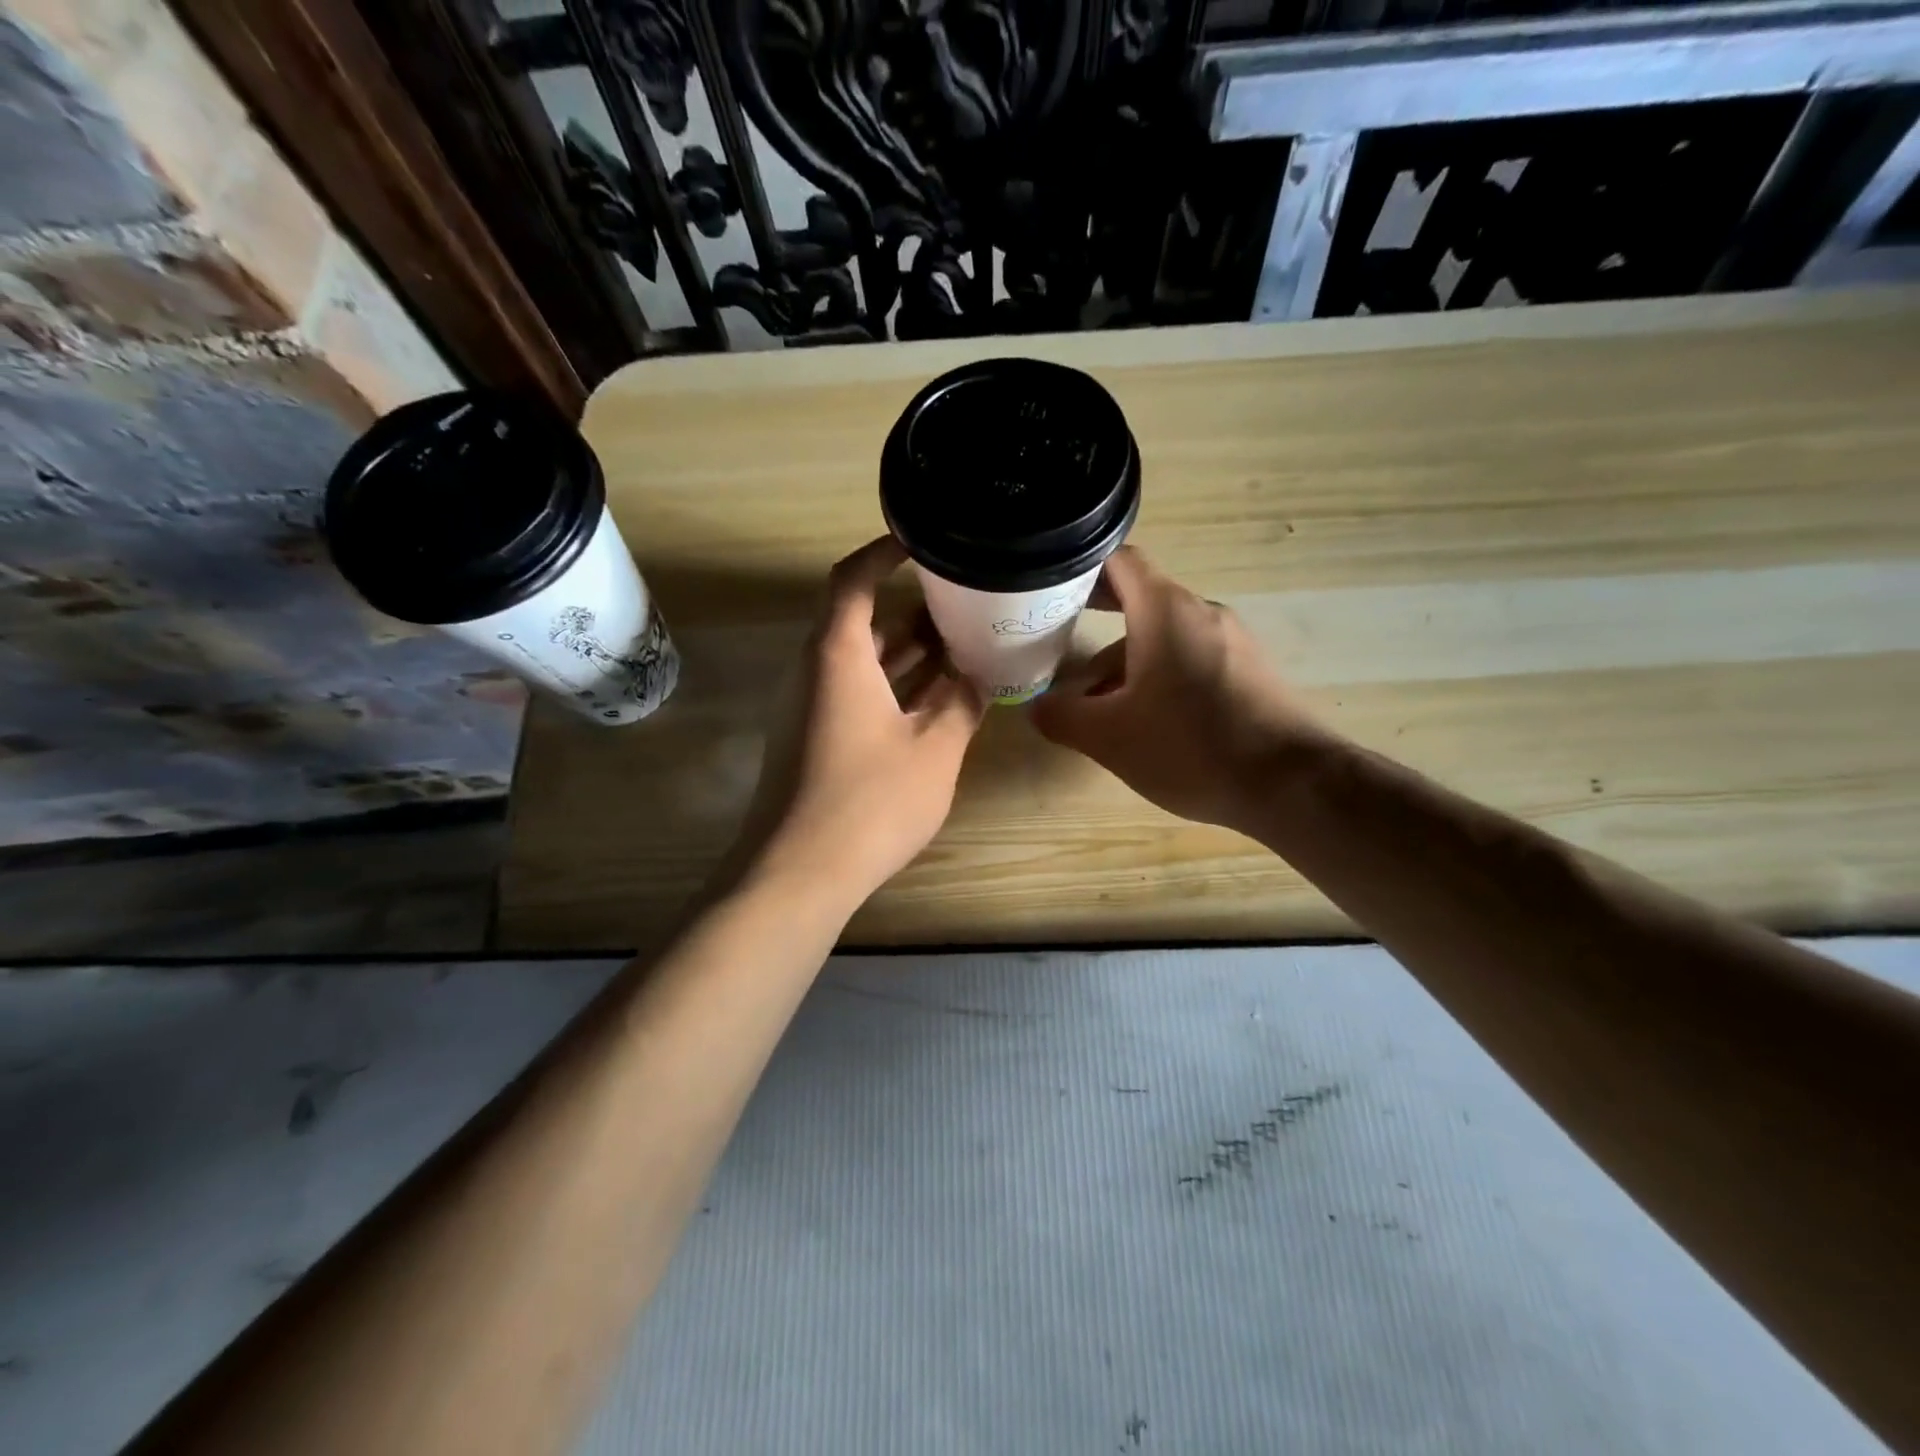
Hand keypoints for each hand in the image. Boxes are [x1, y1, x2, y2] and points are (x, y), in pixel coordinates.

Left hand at [742, 536, 984, 908]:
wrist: (798, 873)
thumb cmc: (869, 802)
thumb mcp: (934, 750)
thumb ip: (960, 704)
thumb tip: (978, 677)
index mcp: (837, 656)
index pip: (854, 580)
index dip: (884, 553)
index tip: (921, 541)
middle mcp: (815, 672)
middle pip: (859, 621)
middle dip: (911, 611)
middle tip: (962, 604)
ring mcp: (809, 708)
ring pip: (860, 662)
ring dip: (905, 654)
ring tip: (959, 648)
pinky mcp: (811, 740)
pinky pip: (854, 694)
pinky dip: (891, 688)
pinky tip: (933, 701)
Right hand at [1030, 547, 1322, 835]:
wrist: (1291, 783)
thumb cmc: (1190, 747)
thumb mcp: (1109, 738)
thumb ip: (1063, 717)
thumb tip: (1037, 708)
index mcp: (1165, 610)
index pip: (1120, 561)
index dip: (1082, 570)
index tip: (1051, 591)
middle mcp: (1201, 612)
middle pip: (1141, 599)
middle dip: (1098, 621)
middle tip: (1059, 642)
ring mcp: (1233, 640)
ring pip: (1166, 635)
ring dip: (1127, 659)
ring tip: (1099, 703)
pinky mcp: (1251, 670)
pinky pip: (1194, 657)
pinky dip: (1162, 674)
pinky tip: (1150, 720)